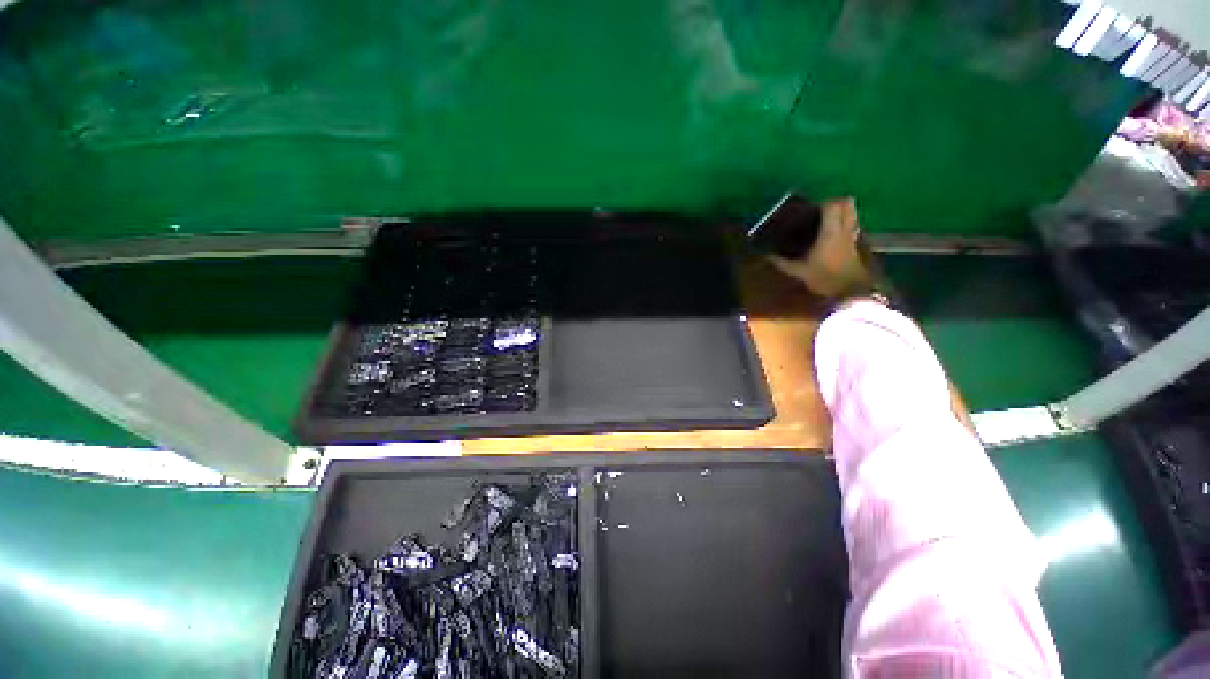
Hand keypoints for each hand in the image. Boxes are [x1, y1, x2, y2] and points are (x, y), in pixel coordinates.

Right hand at [768, 197, 874, 299]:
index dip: (822, 202)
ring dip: (842, 212)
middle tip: (820, 210)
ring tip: (826, 220)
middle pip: (847, 204)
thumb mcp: (798, 271)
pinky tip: (833, 236)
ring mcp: (853, 237)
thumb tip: (766, 256)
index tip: (810, 207)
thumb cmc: (823, 278)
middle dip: (835, 202)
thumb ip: (782, 262)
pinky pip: (852, 227)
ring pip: (853, 215)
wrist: (849, 293)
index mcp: (831, 231)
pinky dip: (845, 226)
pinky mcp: (857, 246)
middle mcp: (845, 229)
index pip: (833, 205)